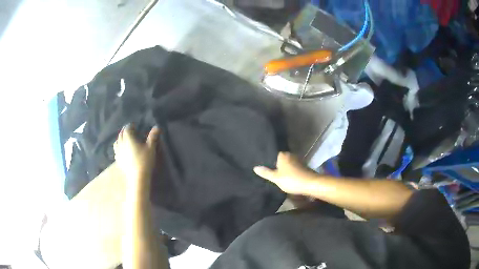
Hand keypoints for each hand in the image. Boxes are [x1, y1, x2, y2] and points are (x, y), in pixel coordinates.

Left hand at [114, 125, 159, 180]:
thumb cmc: (145, 160)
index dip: (130, 126)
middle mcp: (121, 143)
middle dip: (125, 131)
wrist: (137, 177)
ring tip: (125, 140)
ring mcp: (118, 152)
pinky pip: (116, 151)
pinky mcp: (118, 160)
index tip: (135, 126)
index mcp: (128, 138)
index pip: (127, 128)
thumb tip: (157, 127)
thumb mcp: (151, 148)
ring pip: (117, 142)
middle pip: (121, 134)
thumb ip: (153, 137)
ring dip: (120, 139)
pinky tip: (122, 151)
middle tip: (130, 132)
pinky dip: (119, 148)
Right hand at [254, 152, 317, 194]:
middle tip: (269, 171)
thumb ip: (266, 173)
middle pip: (280, 159)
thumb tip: (255, 167)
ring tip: (277, 175)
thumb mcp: (276, 178)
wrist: (311, 184)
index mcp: (283, 155)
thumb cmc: (292, 180)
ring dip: (284, 168)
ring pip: (287, 163)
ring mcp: (298, 160)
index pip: (273, 154)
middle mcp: (290, 155)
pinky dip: (290, 171)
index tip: (263, 165)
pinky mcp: (303, 166)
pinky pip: (293, 167)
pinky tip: (287, 177)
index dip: (268, 160)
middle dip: (276, 164)